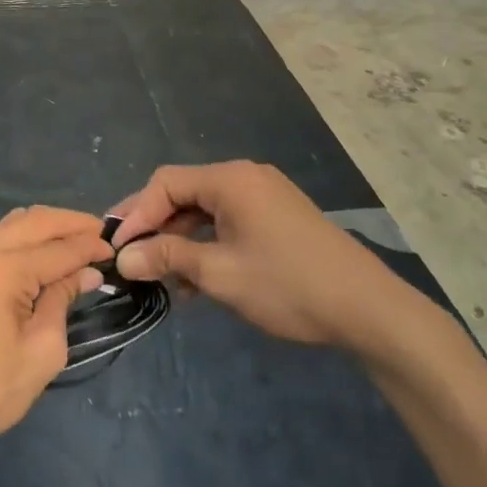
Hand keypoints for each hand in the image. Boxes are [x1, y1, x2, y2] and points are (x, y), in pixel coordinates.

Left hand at [0, 207, 112, 472]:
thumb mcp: (42, 350)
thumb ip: (63, 300)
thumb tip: (86, 273)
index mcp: (1, 268)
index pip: (57, 248)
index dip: (90, 247)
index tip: (116, 249)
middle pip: (36, 221)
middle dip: (72, 224)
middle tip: (103, 235)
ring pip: (17, 223)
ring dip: (49, 227)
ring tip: (81, 242)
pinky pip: (1, 236)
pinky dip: (28, 238)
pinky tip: (48, 252)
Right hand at [109, 162, 410, 348]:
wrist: (369, 310)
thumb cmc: (288, 285)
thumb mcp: (220, 274)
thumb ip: (167, 258)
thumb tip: (124, 257)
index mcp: (229, 179)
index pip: (165, 183)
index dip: (136, 213)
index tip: (117, 247)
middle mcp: (245, 177)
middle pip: (184, 193)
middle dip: (155, 226)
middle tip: (130, 257)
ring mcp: (264, 196)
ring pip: (206, 210)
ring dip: (181, 240)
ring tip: (162, 278)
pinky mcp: (277, 217)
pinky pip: (229, 221)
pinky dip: (208, 244)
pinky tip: (197, 280)